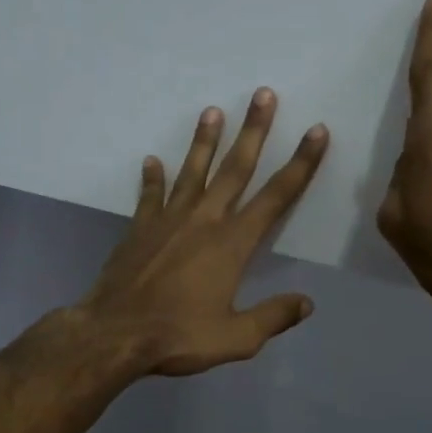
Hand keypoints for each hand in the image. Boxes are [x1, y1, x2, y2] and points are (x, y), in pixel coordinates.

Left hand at [76, 91, 329, 375]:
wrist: (115, 333)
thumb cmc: (178, 336)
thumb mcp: (235, 338)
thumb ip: (273, 317)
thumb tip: (306, 303)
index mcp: (233, 243)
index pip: (277, 196)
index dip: (301, 163)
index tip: (316, 131)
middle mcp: (204, 220)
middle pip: (235, 167)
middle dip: (254, 130)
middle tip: (263, 94)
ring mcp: (168, 219)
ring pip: (193, 171)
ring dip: (204, 140)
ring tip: (212, 110)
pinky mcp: (140, 228)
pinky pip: (150, 195)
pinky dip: (152, 178)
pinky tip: (152, 160)